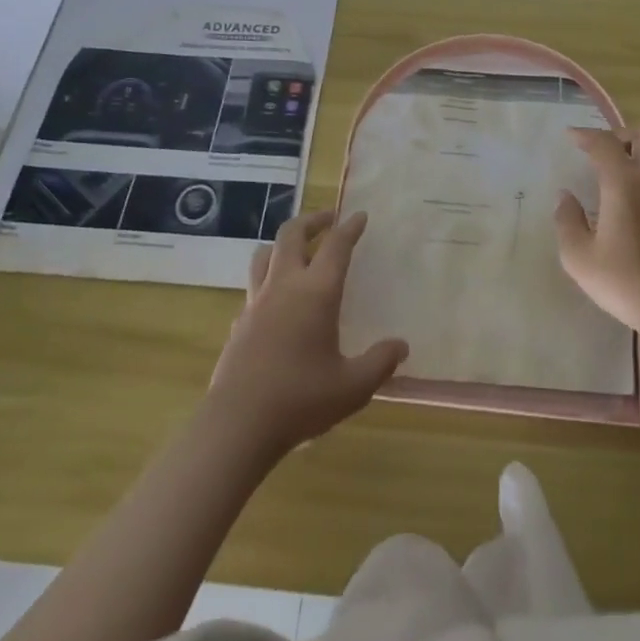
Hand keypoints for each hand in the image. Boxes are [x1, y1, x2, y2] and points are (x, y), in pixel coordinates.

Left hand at [206, 209, 407, 456]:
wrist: (237, 424)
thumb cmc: (300, 399)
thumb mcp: (352, 386)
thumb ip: (380, 362)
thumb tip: (401, 346)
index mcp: (316, 292)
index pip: (336, 246)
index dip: (350, 228)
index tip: (360, 216)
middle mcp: (284, 286)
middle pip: (292, 234)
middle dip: (312, 220)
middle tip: (329, 219)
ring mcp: (256, 302)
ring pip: (265, 254)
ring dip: (283, 243)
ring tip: (298, 249)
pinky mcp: (239, 323)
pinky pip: (253, 287)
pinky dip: (267, 279)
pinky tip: (276, 300)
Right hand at [554, 125, 639, 354]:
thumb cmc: (627, 283)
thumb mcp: (580, 259)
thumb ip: (567, 221)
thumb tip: (565, 197)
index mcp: (624, 183)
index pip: (604, 143)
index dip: (585, 135)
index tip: (571, 136)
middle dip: (622, 133)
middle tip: (603, 150)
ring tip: (630, 161)